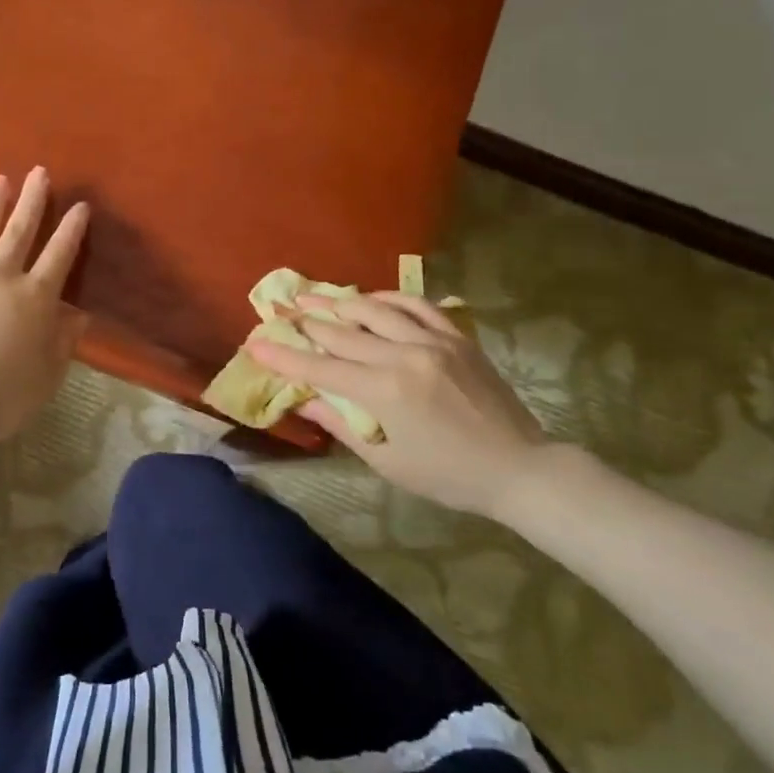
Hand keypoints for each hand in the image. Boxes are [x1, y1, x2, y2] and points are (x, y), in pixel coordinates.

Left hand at [0, 168, 90, 444]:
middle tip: (38, 172)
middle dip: (32, 201)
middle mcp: (0, 278)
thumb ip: (63, 343)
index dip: (71, 230)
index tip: (79, 206)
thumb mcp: (47, 376)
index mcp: (35, 299)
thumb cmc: (1, 397)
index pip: (59, 256)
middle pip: (19, 232)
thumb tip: (79, 316)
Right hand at [246, 293, 553, 518]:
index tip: (255, 343)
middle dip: (306, 321)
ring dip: (341, 302)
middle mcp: (404, 356)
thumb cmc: (448, 476)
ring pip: (376, 310)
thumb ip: (342, 425)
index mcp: (384, 392)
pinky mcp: (457, 337)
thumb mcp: (387, 462)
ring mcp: (434, 341)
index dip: (284, 357)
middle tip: (280, 309)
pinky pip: (417, 305)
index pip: (320, 368)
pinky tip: (371, 298)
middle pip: (343, 332)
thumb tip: (302, 401)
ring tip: (316, 296)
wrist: (519, 468)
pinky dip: (389, 298)